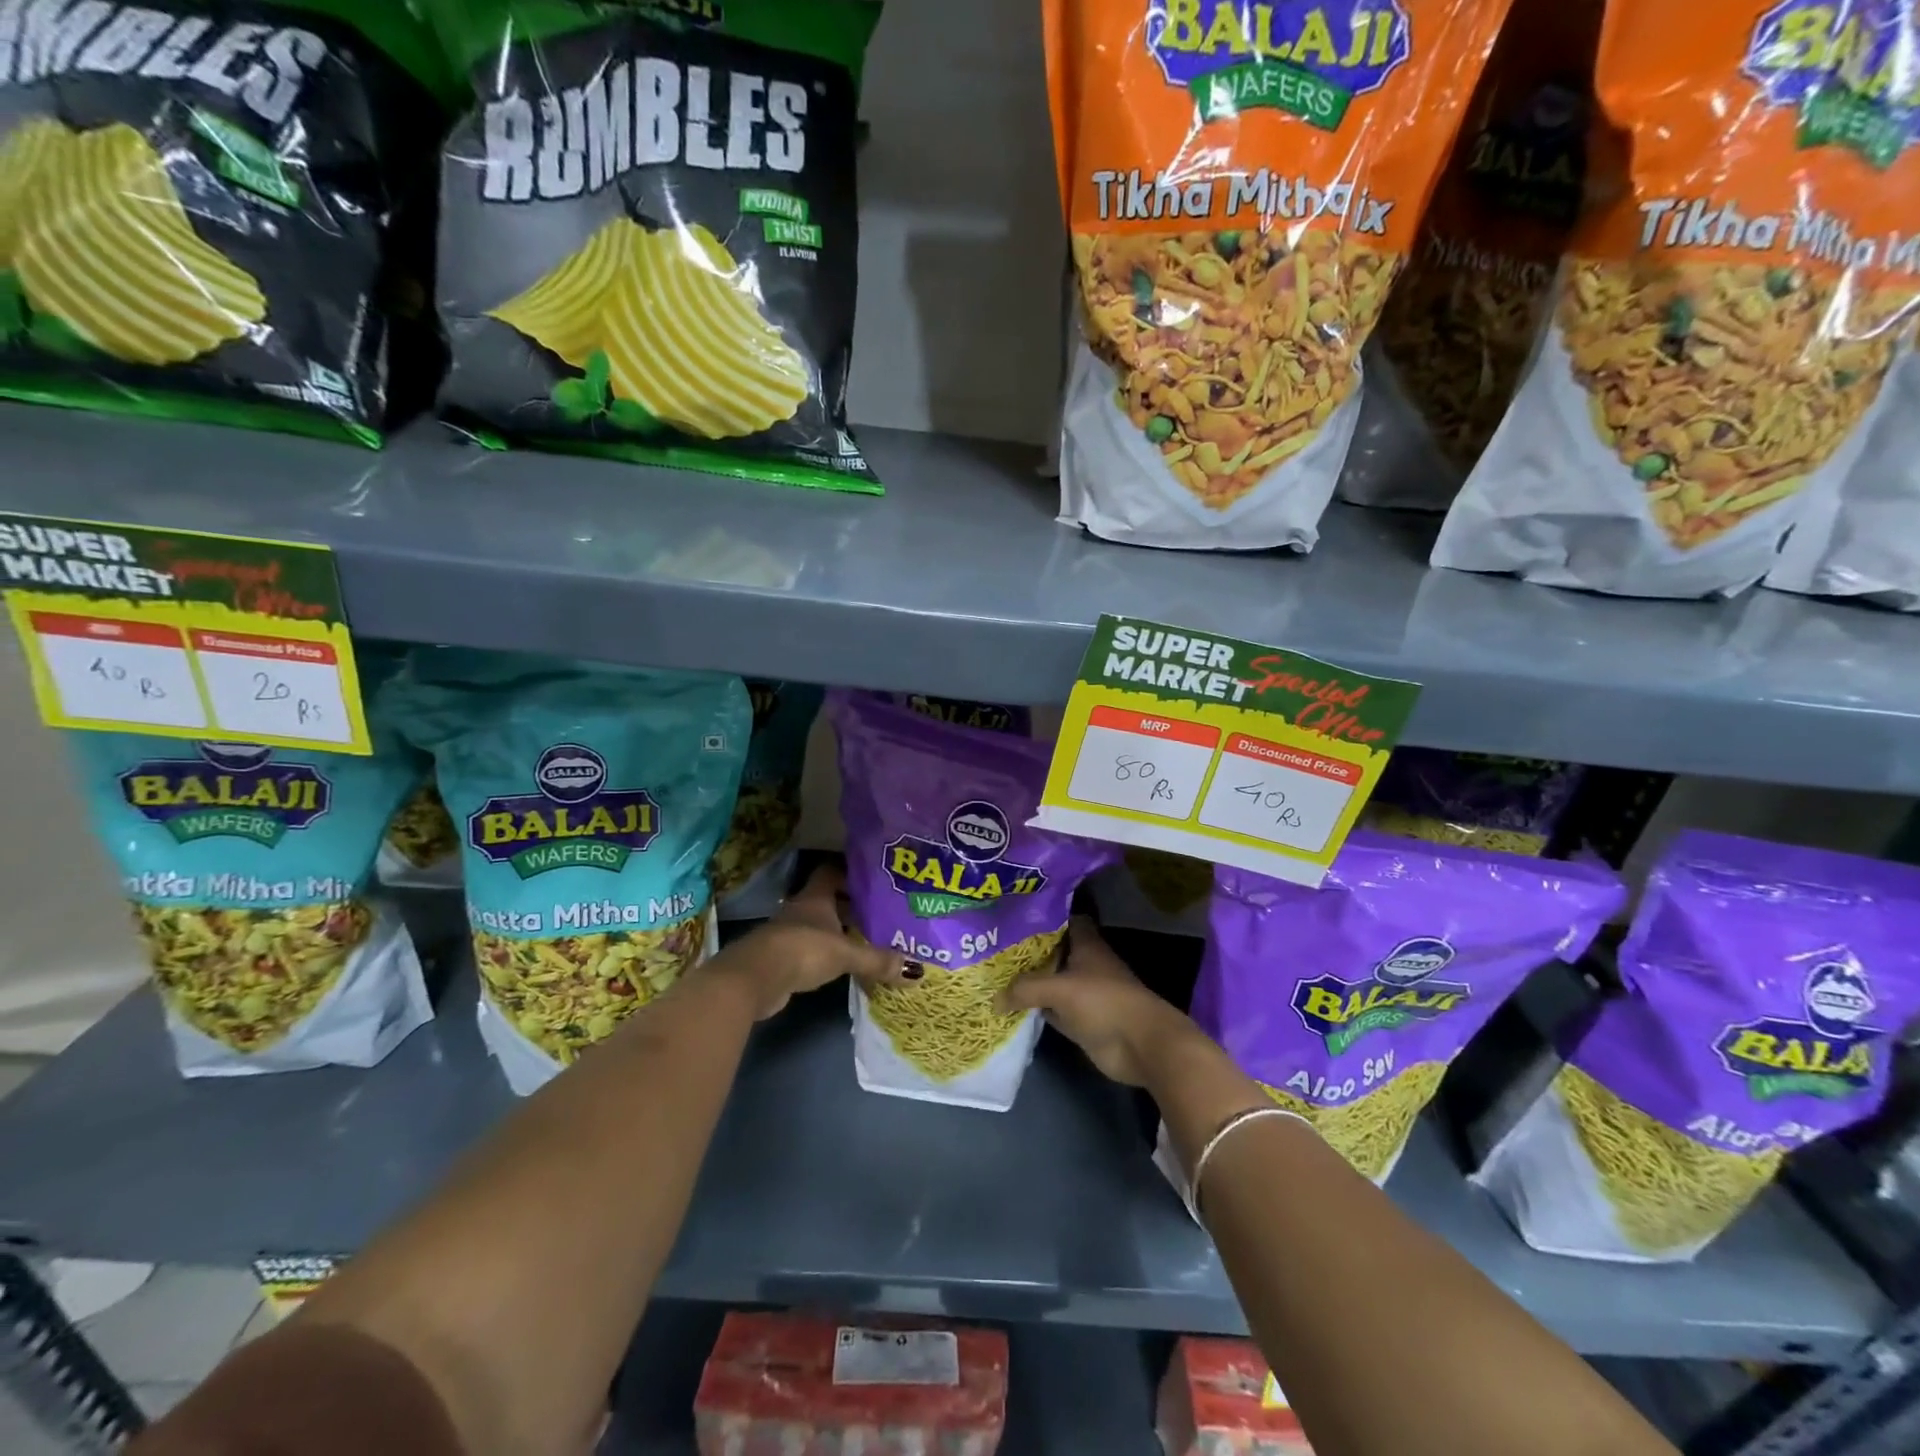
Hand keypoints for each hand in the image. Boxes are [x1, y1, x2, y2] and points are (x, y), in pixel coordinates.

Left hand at [719, 865, 906, 1019]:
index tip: (873, 882)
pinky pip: (811, 949)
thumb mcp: (846, 954)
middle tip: (880, 915)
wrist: (754, 978)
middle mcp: (801, 910)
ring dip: (839, 932)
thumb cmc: (802, 951)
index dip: (851, 874)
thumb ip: (877, 960)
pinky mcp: (782, 958)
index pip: (832, 873)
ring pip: (820, 926)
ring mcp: (788, 934)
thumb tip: (915, 971)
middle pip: (828, 900)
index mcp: (815, 898)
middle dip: (851, 906)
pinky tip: (844, 964)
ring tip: (868, 940)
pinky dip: (827, 954)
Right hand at [997, 917, 1199, 1085]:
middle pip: (1053, 952)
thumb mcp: (1059, 989)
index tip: (1014, 917)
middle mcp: (1085, 965)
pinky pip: (1052, 1010)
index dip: (1043, 917)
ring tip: (993, 975)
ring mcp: (1084, 993)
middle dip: (1028, 951)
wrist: (1140, 1045)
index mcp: (1087, 945)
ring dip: (1029, 983)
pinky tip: (1009, 1008)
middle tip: (993, 948)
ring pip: (1051, 982)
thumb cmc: (1104, 1002)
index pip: (1064, 920)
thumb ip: (1026, 989)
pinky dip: (1036, 1010)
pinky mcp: (1081, 1020)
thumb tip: (994, 998)